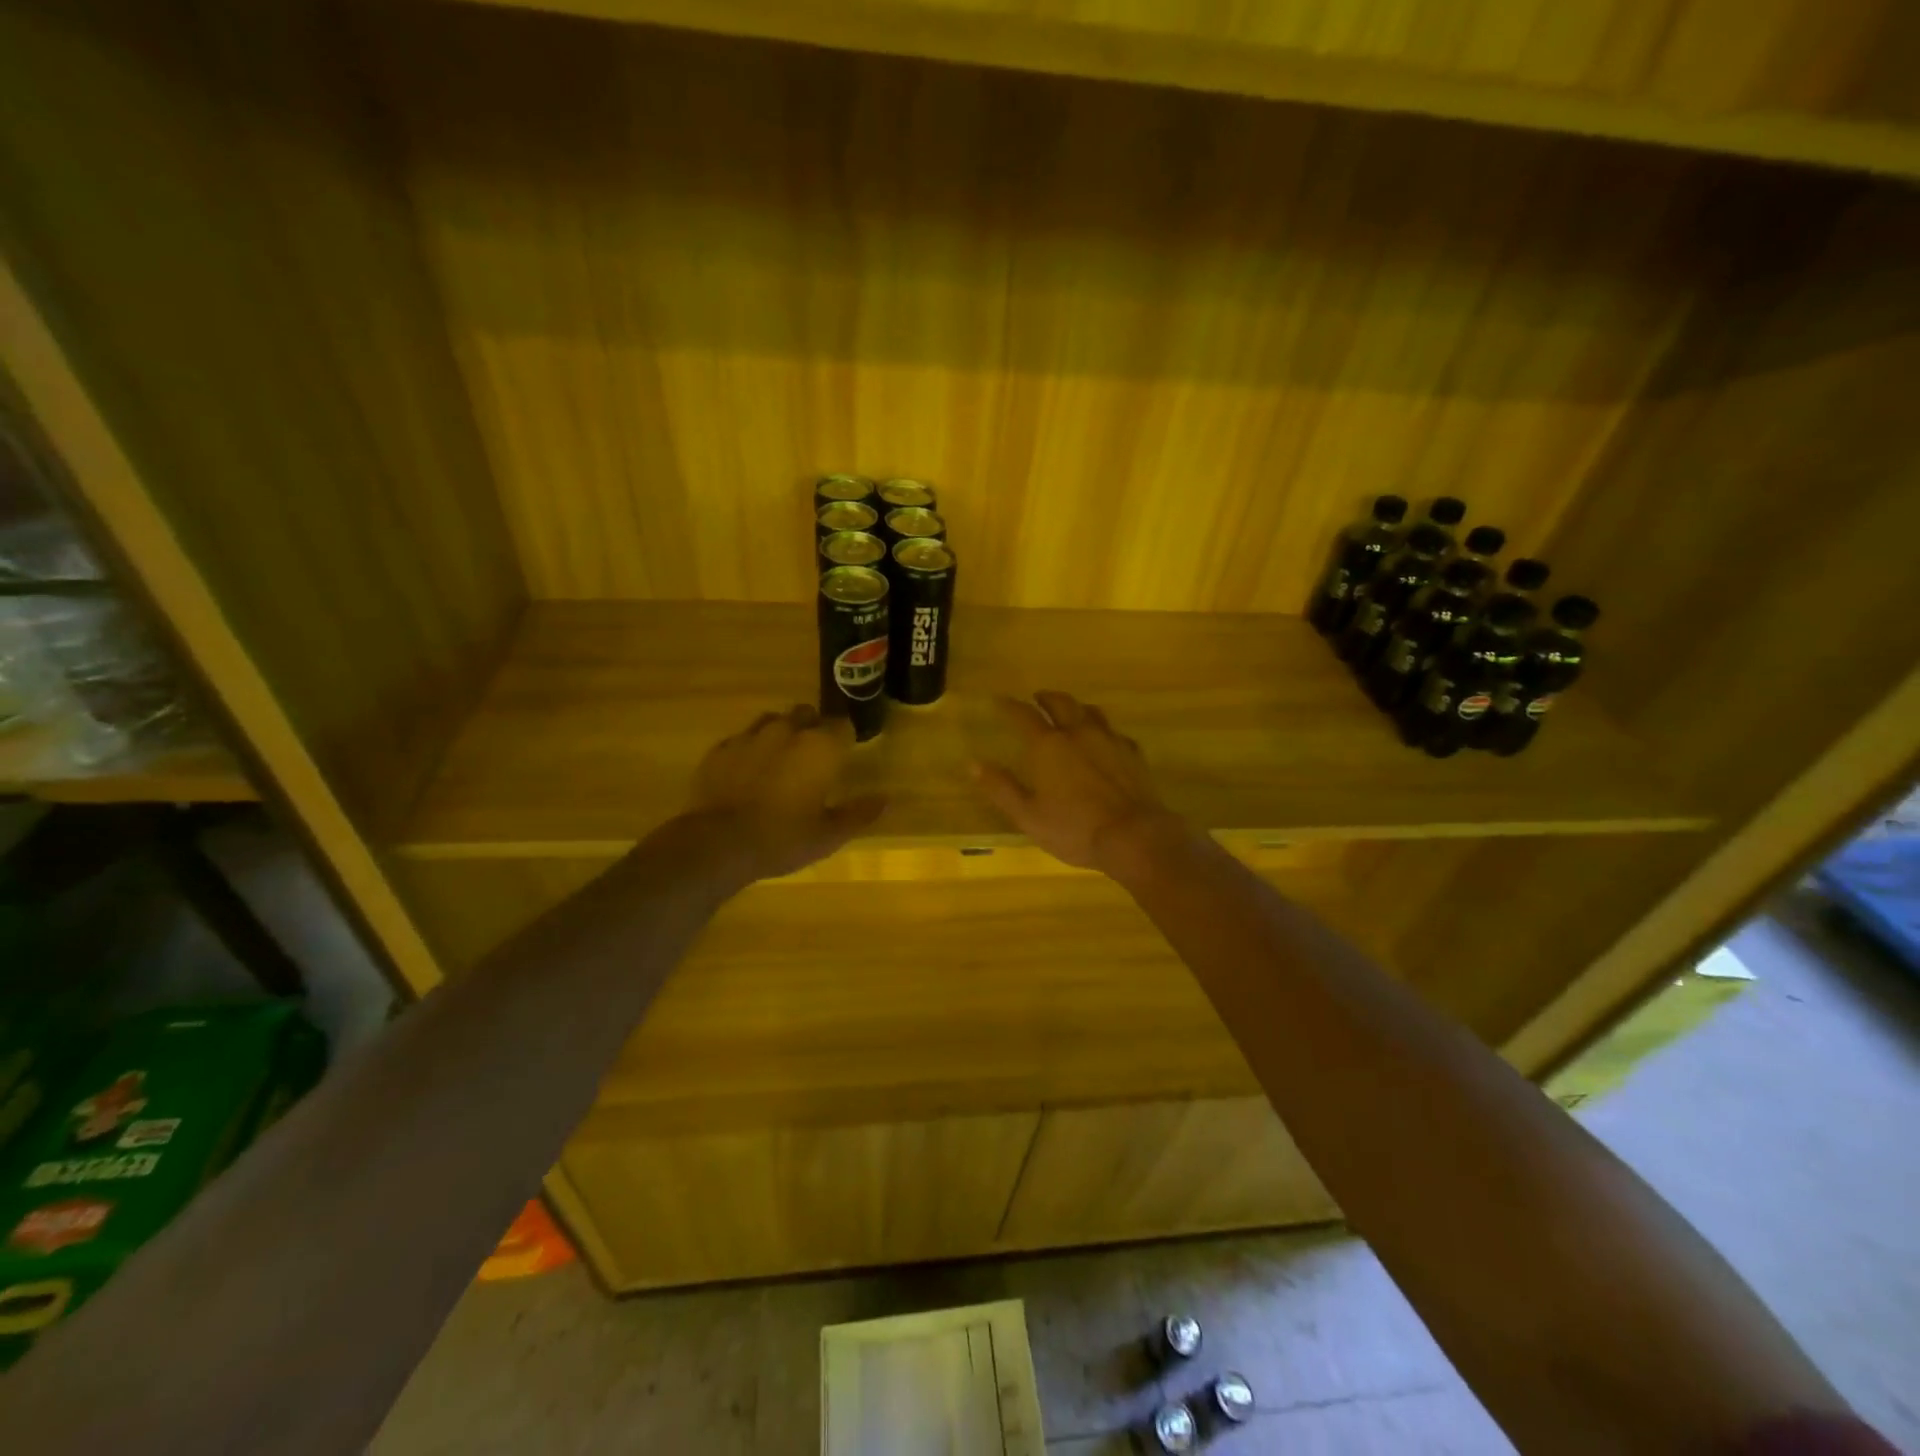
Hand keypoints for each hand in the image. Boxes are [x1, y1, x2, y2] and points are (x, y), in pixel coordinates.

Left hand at [681, 705, 885, 882]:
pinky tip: (749, 772)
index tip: (845, 754)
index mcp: (820, 747)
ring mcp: (750, 736)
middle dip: (813, 728)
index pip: (843, 726)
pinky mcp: (720, 749)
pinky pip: (742, 739)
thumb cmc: (782, 838)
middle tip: (814, 758)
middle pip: (807, 714)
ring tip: (781, 760)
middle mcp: (787, 731)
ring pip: (773, 720)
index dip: (845, 738)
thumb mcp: (829, 835)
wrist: (717, 843)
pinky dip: (751, 749)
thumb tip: (885, 800)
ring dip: (781, 733)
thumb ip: (859, 813)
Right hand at [971, 691, 1189, 875]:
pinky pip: (1115, 733)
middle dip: (1046, 697)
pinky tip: (1105, 741)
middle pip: (1061, 703)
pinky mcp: (1133, 754)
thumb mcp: (1028, 815)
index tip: (1000, 700)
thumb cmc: (1074, 828)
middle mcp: (1079, 734)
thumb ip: (1001, 788)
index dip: (1010, 706)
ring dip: (1076, 707)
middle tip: (1038, 697)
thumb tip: (973, 763)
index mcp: (1049, 746)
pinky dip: (1103, 731)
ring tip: (1071, 712)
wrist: (1133, 836)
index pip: (1024, 716)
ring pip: (1091, 712)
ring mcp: (1110, 741)